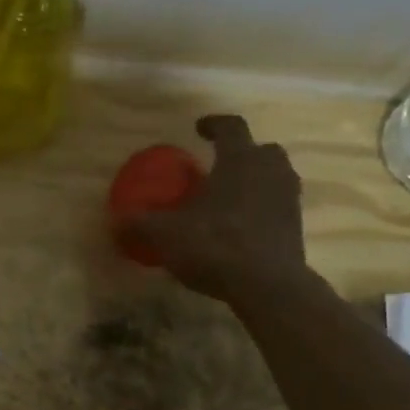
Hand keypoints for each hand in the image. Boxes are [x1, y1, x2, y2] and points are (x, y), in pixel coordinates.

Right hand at [121, 114, 309, 303]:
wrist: (266, 285)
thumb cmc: (215, 244)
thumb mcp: (166, 234)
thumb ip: (140, 223)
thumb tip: (113, 221)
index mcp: (240, 160)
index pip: (231, 127)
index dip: (214, 124)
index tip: (199, 128)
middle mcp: (270, 171)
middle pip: (262, 150)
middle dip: (243, 153)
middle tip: (220, 166)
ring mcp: (288, 199)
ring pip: (276, 177)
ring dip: (256, 181)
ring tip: (231, 197)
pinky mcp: (296, 227)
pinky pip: (277, 206)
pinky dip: (262, 209)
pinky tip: (241, 227)